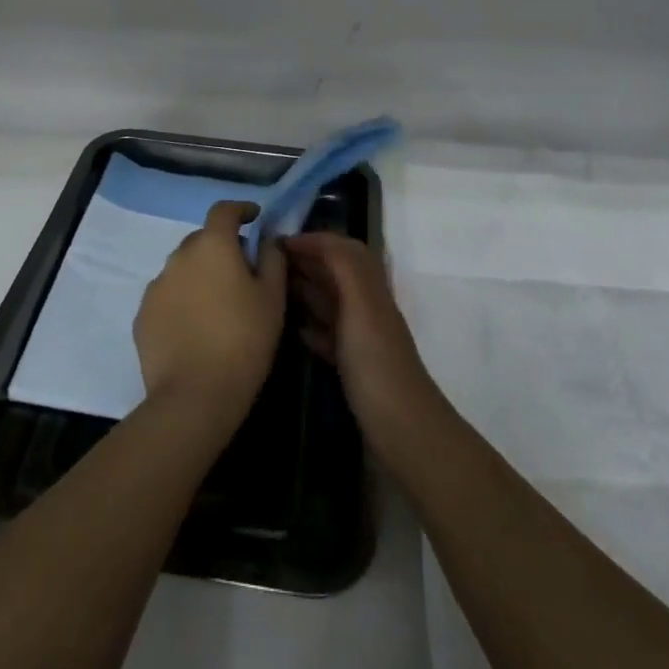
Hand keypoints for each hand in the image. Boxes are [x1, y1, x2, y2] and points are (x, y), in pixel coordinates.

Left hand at [134, 201, 287, 423]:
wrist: (194, 395)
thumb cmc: (244, 340)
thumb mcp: (273, 298)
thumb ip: (273, 259)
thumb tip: (267, 239)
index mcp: (212, 245)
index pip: (224, 210)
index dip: (241, 210)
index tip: (254, 219)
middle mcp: (179, 255)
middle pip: (202, 239)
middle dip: (221, 248)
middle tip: (241, 273)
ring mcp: (156, 285)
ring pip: (182, 268)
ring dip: (199, 275)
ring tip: (216, 306)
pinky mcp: (142, 314)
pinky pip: (167, 296)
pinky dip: (181, 301)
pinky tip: (194, 328)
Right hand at [286, 233, 447, 470]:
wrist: (402, 430)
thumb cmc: (376, 363)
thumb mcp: (360, 306)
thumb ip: (343, 267)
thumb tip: (317, 238)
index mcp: (370, 288)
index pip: (342, 249)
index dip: (313, 240)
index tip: (276, 242)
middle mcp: (366, 306)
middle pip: (336, 272)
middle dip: (306, 261)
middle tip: (266, 262)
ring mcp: (361, 337)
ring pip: (331, 302)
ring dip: (305, 290)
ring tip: (270, 289)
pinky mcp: (353, 366)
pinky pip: (328, 335)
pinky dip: (310, 326)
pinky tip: (292, 329)